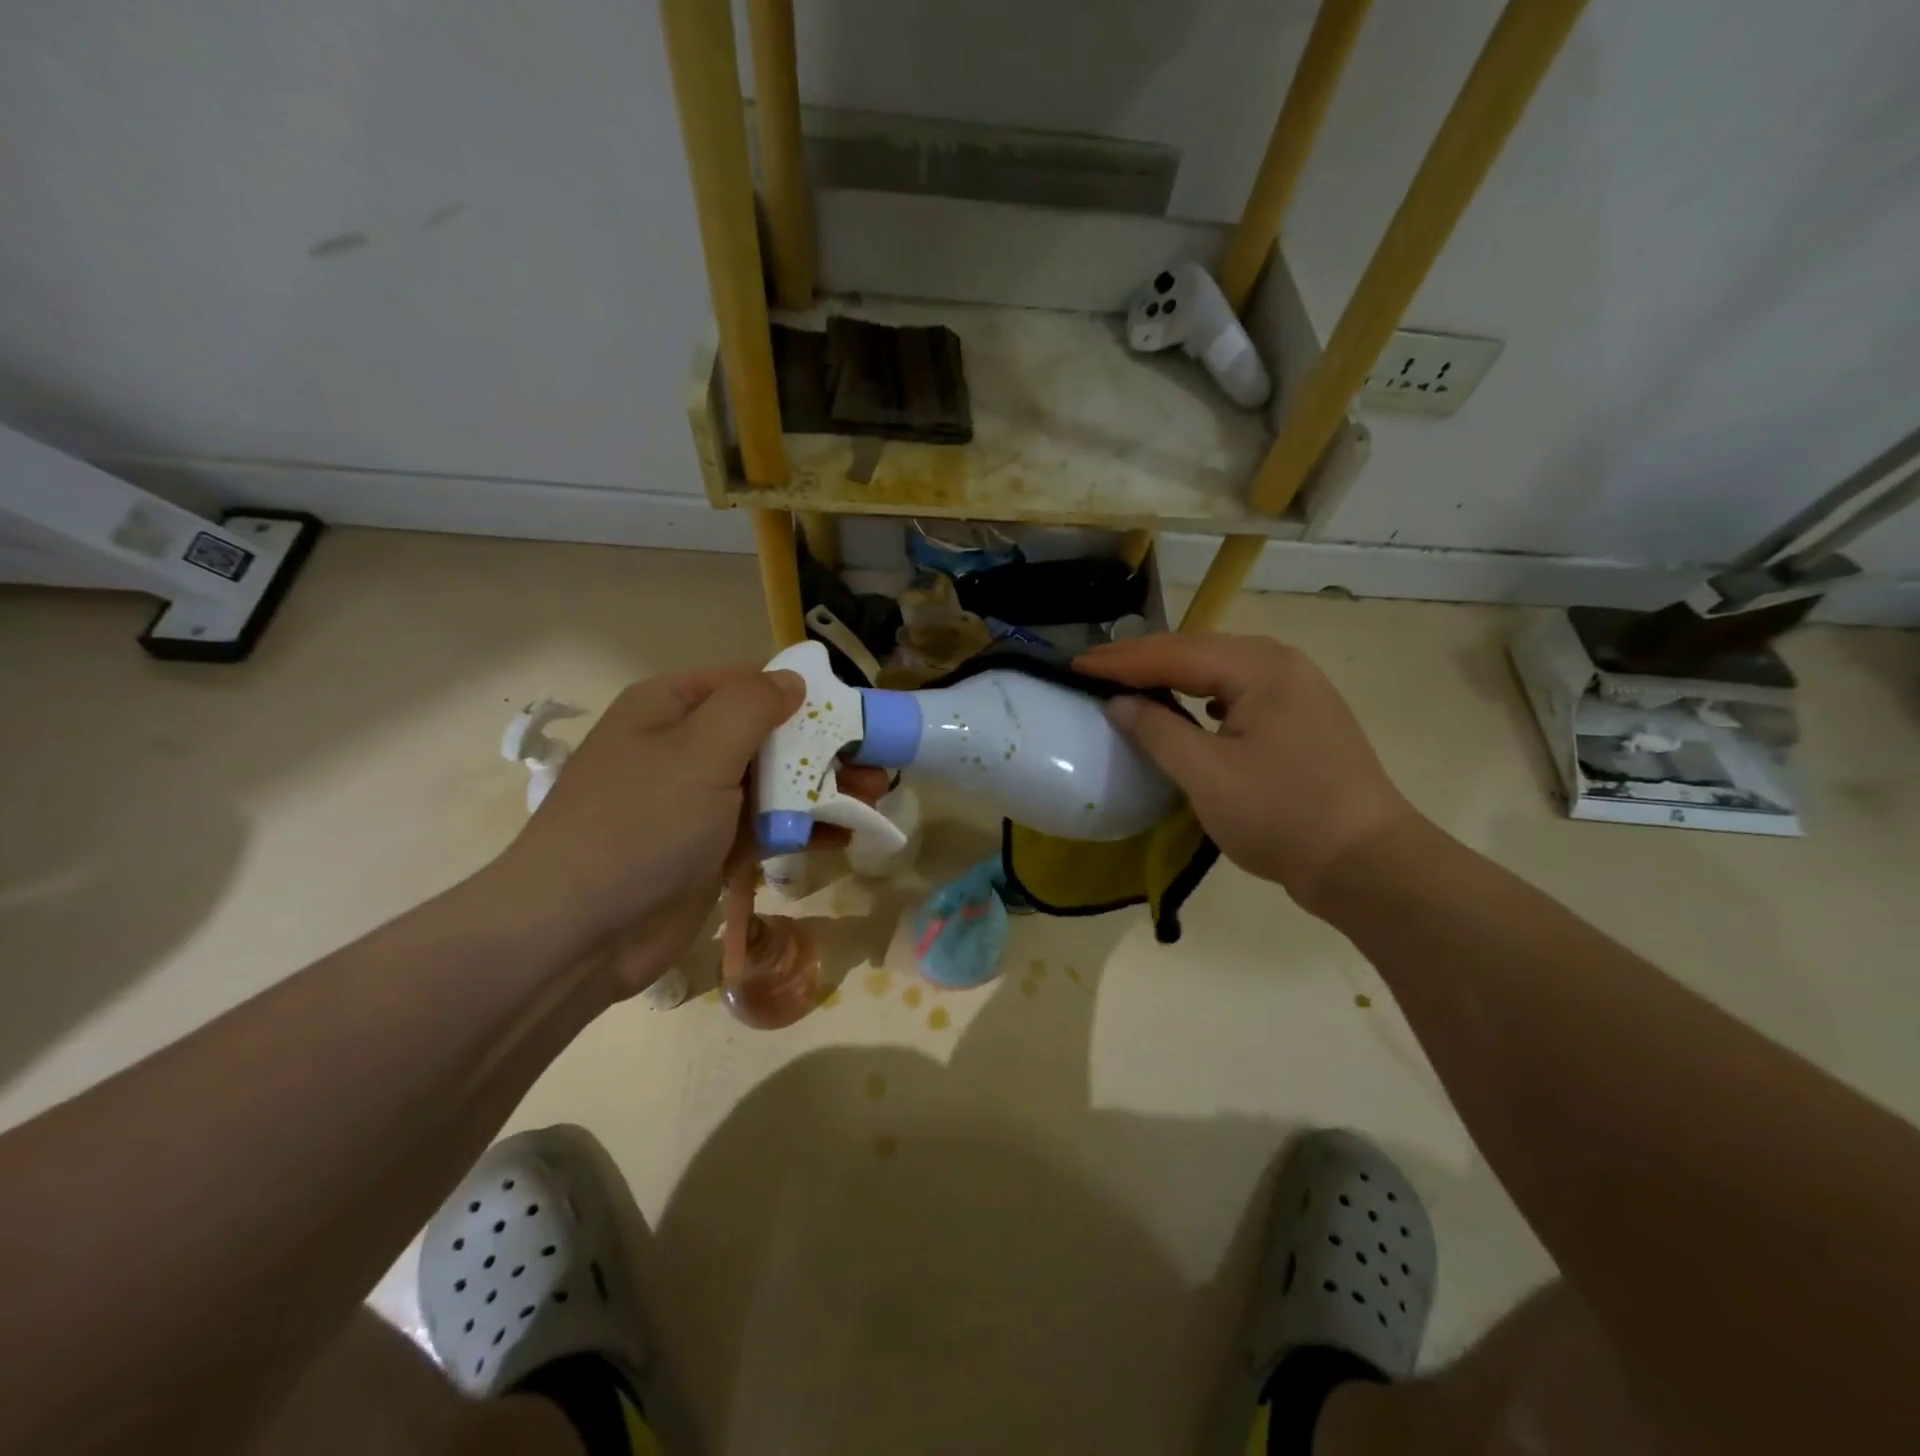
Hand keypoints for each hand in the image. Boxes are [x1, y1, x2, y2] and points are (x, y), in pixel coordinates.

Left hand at [484, 667, 880, 998]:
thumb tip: (793, 680)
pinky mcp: (709, 849)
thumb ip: (752, 707)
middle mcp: (682, 747)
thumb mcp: (699, 750)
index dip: (802, 694)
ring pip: (772, 783)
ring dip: (822, 790)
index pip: (747, 683)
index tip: (853, 713)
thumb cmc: (640, 824)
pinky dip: (802, 828)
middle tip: (876, 765)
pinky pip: (765, 827)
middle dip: (823, 749)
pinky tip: (844, 836)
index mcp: (670, 708)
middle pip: (766, 735)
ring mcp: (696, 802)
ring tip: (874, 800)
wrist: (579, 932)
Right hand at [1076, 632, 1417, 913]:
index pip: (1174, 654)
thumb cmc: (1283, 814)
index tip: (1074, 666)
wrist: (1367, 864)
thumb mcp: (1207, 774)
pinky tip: (1188, 708)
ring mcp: (1298, 691)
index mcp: (1260, 667)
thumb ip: (1157, 731)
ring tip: (1128, 681)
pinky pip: (1238, 694)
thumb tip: (1119, 703)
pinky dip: (1201, 696)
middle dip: (1142, 660)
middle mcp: (1281, 665)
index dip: (1120, 662)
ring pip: (1219, 671)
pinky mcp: (1302, 720)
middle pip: (1197, 652)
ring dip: (1171, 675)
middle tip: (1093, 668)